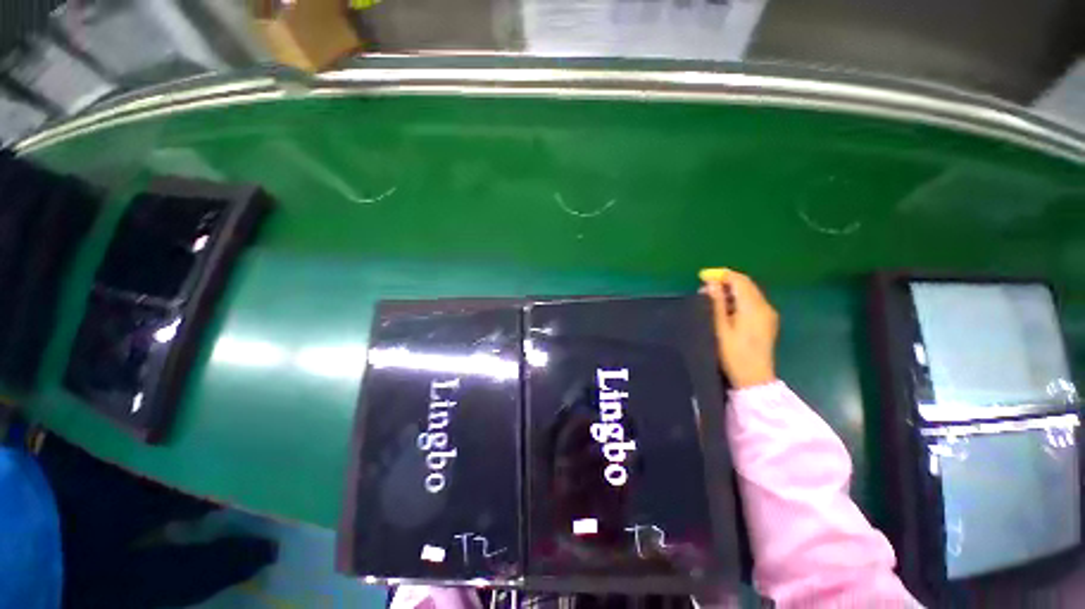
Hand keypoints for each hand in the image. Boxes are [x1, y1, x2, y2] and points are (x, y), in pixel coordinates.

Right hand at [699, 268, 778, 388]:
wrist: (754, 378)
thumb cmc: (733, 354)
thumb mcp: (720, 328)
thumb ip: (716, 304)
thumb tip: (711, 284)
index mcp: (753, 307)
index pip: (739, 280)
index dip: (721, 275)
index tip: (702, 276)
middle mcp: (765, 306)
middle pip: (746, 284)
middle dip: (726, 281)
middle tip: (705, 286)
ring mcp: (768, 314)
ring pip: (749, 292)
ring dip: (731, 290)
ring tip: (711, 297)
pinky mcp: (767, 321)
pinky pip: (752, 301)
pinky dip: (738, 298)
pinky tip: (725, 307)